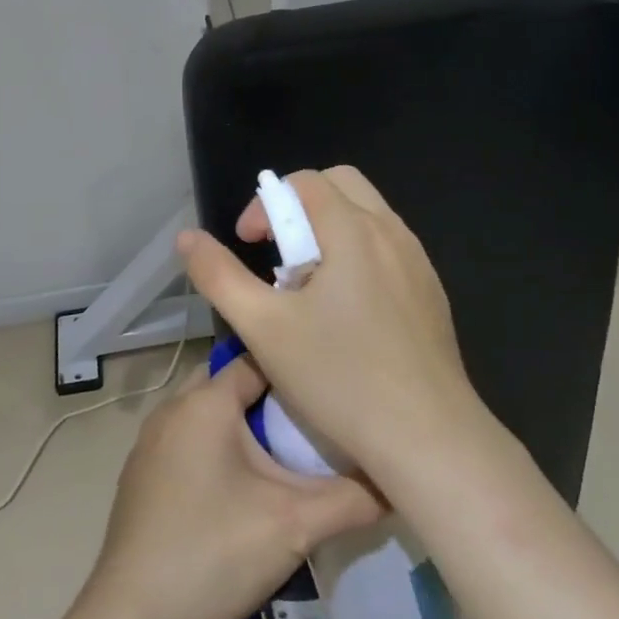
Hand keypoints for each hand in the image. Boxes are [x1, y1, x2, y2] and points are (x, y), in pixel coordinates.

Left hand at [82, 356, 382, 618]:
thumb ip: (353, 498)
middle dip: (269, 398)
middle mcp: (172, 409)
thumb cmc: (214, 553)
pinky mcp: (141, 473)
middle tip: (310, 423)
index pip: (258, 361)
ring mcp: (149, 441)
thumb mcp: (295, 526)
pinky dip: (215, 447)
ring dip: (241, 425)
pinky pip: (187, 439)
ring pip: (207, 413)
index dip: (296, 371)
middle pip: (230, 383)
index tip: (329, 389)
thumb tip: (397, 482)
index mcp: (204, 403)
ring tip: (282, 454)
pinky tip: (238, 488)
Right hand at [176, 165, 483, 480]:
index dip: (266, 204)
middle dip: (300, 206)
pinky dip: (358, 254)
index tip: (248, 244)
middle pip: (341, 184)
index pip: (304, 182)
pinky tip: (346, 312)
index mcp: (353, 230)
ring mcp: (418, 262)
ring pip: (368, 216)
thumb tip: (187, 238)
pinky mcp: (432, 292)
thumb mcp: (263, 328)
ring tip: (308, 286)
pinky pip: (389, 248)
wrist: (428, 436)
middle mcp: (392, 232)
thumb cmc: (339, 377)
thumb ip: (219, 276)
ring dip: (330, 230)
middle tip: (277, 254)